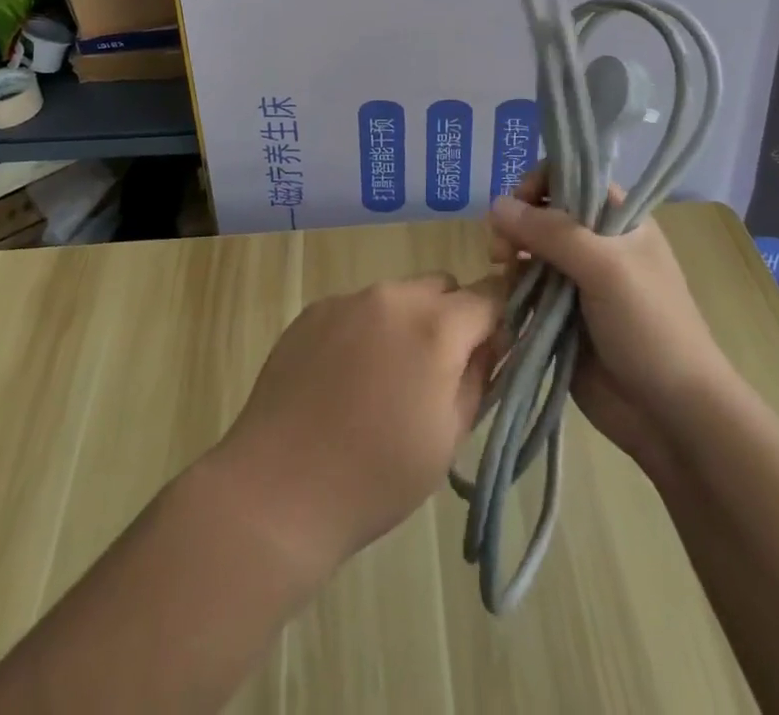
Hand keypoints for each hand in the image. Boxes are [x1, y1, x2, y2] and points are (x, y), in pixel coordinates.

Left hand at [211, 273, 503, 574]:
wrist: (278, 490)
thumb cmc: (376, 476)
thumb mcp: (450, 436)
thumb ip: (480, 377)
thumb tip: (491, 343)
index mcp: (435, 326)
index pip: (490, 295)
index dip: (500, 319)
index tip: (495, 350)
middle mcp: (393, 296)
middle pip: (443, 288)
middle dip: (453, 319)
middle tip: (438, 372)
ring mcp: (348, 299)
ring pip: (399, 295)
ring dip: (408, 323)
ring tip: (385, 379)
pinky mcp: (314, 310)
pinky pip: (359, 307)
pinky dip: (367, 330)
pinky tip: (346, 378)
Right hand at [488, 171, 730, 478]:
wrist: (671, 415)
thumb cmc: (649, 327)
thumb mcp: (605, 267)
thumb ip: (551, 231)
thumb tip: (495, 204)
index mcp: (619, 220)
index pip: (572, 177)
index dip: (541, 183)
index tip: (520, 204)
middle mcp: (597, 243)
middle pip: (544, 212)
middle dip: (518, 222)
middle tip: (503, 247)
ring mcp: (577, 281)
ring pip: (530, 250)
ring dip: (511, 254)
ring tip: (501, 269)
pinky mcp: (560, 316)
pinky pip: (527, 289)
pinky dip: (512, 288)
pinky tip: (505, 297)